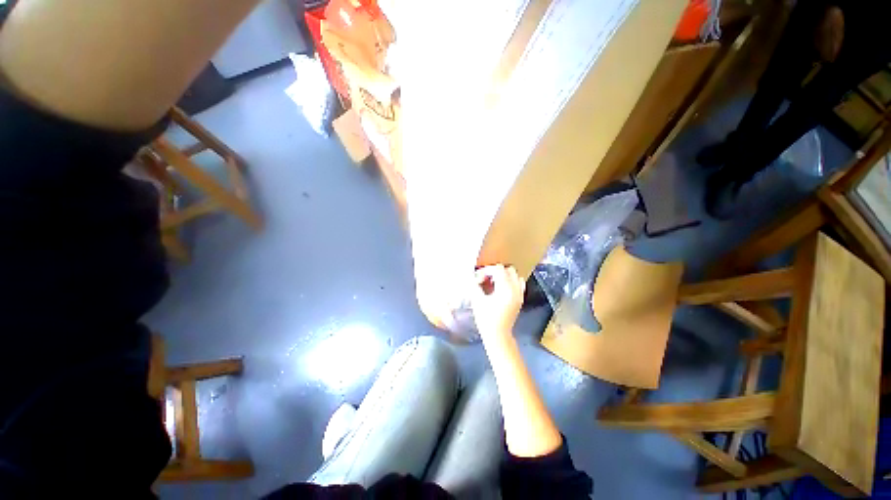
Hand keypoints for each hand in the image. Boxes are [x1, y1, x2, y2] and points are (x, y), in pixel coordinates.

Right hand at [470, 264, 524, 343]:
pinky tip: (501, 289)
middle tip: (486, 279)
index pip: (498, 269)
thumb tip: (473, 277)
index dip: (486, 271)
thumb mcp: (477, 300)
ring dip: (505, 276)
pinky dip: (511, 282)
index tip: (479, 279)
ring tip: (494, 283)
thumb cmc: (486, 319)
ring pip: (515, 275)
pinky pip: (519, 284)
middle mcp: (515, 289)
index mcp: (505, 288)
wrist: (498, 335)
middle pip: (508, 269)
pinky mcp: (520, 299)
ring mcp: (520, 294)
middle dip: (496, 271)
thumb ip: (475, 285)